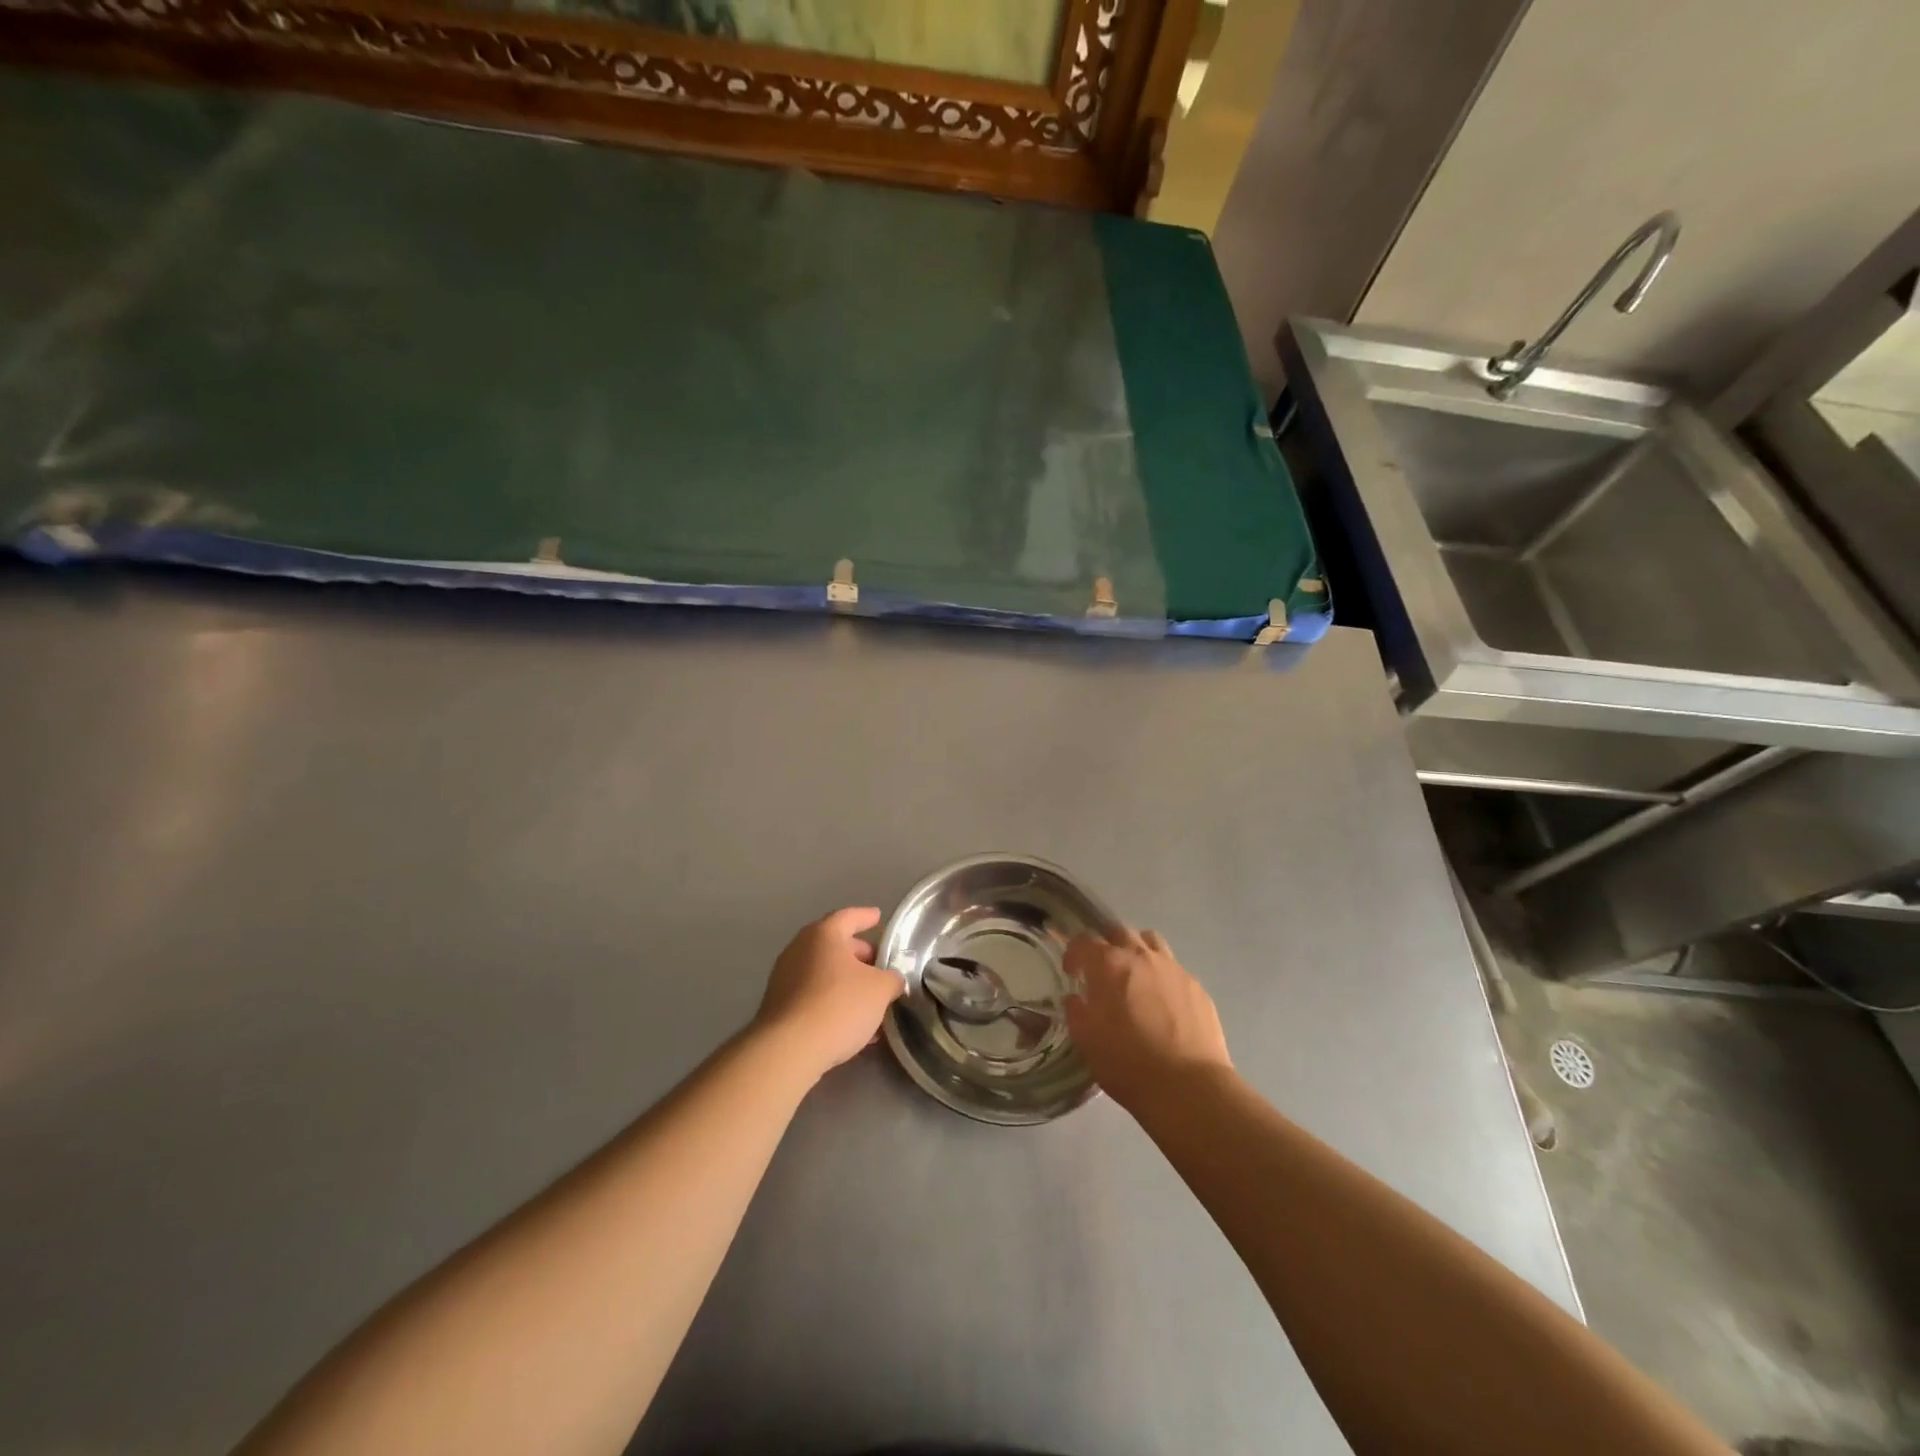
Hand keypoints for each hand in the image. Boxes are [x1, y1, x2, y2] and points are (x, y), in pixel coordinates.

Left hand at [755, 907, 903, 1081]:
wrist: (789, 1050)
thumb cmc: (839, 1005)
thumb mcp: (880, 989)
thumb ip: (891, 979)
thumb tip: (892, 981)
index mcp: (823, 935)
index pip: (848, 917)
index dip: (866, 917)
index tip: (878, 917)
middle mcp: (800, 949)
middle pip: (835, 946)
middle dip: (860, 956)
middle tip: (880, 967)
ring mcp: (785, 978)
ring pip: (825, 974)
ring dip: (848, 984)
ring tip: (872, 1003)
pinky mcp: (779, 1007)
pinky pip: (813, 997)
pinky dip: (833, 1003)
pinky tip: (853, 1026)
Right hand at [1064, 927, 1230, 1113]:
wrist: (1188, 1087)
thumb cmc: (1127, 1063)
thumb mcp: (1086, 1041)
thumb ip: (1076, 1011)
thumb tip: (1077, 998)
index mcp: (1109, 964)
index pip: (1083, 941)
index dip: (1073, 953)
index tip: (1071, 971)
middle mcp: (1141, 956)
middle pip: (1119, 932)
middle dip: (1106, 945)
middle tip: (1102, 970)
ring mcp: (1173, 968)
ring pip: (1150, 942)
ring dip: (1137, 951)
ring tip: (1134, 976)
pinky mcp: (1196, 986)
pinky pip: (1174, 969)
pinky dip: (1162, 976)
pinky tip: (1163, 1002)